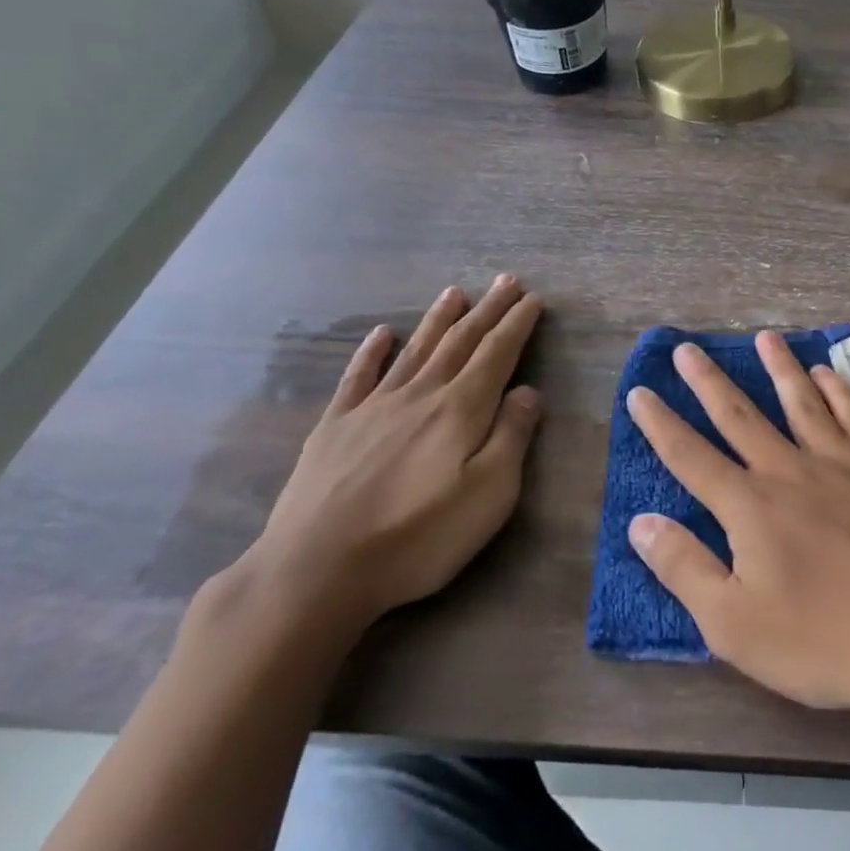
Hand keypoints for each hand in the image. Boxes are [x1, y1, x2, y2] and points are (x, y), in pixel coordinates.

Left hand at [240, 275, 543, 633]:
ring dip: (438, 320)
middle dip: (486, 311)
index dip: (517, 325)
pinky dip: (373, 352)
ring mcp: (373, 408)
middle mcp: (419, 396)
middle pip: (460, 343)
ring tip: (455, 292)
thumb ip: (512, 437)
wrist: (316, 569)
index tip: (533, 299)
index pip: (497, 355)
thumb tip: (528, 392)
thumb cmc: (418, 536)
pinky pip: (358, 377)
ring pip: (415, 351)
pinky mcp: (335, 428)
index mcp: (460, 410)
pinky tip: (383, 334)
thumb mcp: (489, 494)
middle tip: (505, 281)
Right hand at [625, 332, 849, 726]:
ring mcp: (843, 463)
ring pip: (802, 401)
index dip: (661, 425)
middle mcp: (790, 471)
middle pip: (740, 416)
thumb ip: (685, 568)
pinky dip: (837, 389)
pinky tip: (827, 373)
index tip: (640, 391)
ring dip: (779, 367)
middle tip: (687, 349)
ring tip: (764, 337)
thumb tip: (640, 522)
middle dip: (708, 382)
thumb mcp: (735, 625)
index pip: (691, 457)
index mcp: (750, 507)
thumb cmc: (822, 641)